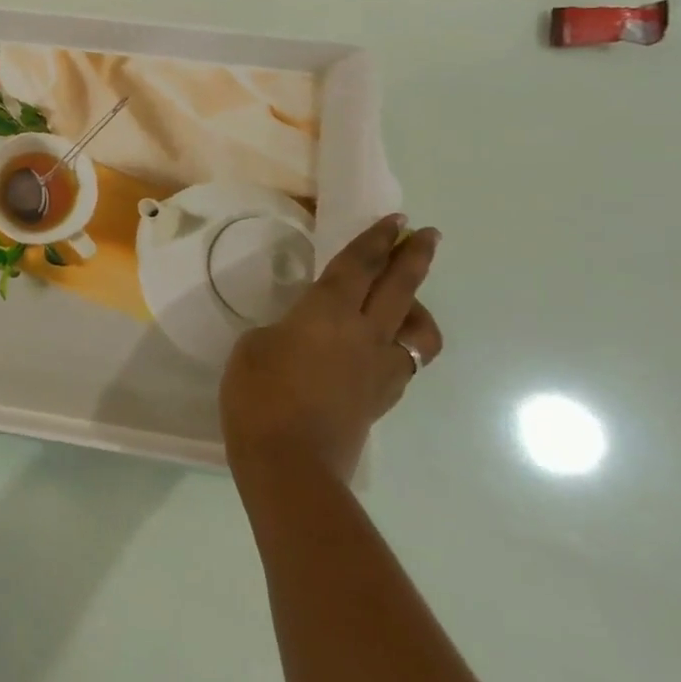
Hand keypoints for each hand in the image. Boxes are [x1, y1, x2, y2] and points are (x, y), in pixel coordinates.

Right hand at [220, 213, 442, 489]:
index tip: (397, 220)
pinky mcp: (382, 398)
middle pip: (400, 287)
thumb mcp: (253, 347)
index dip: (377, 239)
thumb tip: (300, 335)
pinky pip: (405, 360)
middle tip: (427, 235)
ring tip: (407, 301)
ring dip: (418, 306)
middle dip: (414, 257)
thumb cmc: (259, 395)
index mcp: (326, 312)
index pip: (358, 265)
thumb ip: (283, 330)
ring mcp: (379, 368)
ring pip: (418, 328)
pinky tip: (387, 347)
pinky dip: (404, 344)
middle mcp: (363, 333)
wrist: (290, 461)